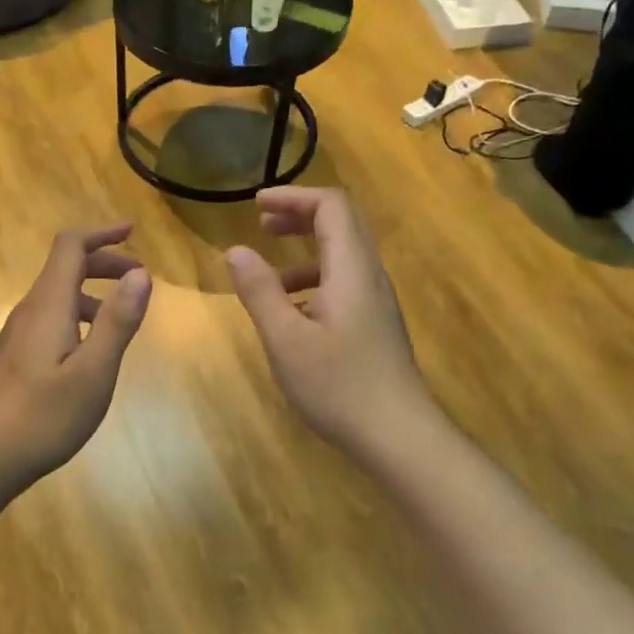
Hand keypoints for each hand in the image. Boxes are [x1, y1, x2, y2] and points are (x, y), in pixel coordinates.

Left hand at [0, 224, 152, 484]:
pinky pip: (50, 320)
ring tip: (122, 317)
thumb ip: (118, 321)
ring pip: (57, 297)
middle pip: (64, 268)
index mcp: (48, 305)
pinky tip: (90, 352)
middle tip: (139, 278)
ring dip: (92, 293)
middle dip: (104, 262)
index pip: (70, 246)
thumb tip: (141, 273)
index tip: (133, 232)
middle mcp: (29, 311)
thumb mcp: (93, 372)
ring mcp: (16, 336)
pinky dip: (78, 318)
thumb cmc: (42, 416)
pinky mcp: (12, 359)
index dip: (102, 233)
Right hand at [227, 188, 427, 452]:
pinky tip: (290, 314)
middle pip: (341, 224)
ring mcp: (376, 302)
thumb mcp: (286, 339)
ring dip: (304, 251)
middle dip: (299, 216)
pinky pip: (344, 284)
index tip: (256, 205)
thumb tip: (236, 250)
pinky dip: (313, 281)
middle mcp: (369, 277)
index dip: (293, 197)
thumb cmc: (338, 385)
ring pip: (343, 257)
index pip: (331, 206)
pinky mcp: (374, 325)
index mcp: (351, 270)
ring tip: (266, 274)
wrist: (398, 435)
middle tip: (261, 224)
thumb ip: (260, 291)